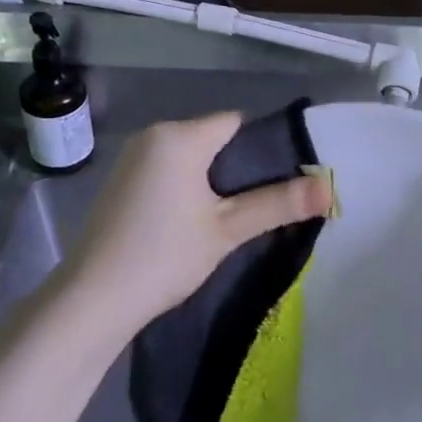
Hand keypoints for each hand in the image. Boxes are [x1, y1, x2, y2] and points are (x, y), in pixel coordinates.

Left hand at [58, 112, 331, 339]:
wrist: (93, 298)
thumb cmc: (164, 256)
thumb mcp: (227, 230)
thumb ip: (277, 204)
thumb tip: (329, 189)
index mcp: (179, 136)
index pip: (235, 123)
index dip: (261, 149)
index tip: (278, 183)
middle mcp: (153, 135)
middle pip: (212, 138)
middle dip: (237, 168)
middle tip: (258, 207)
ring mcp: (131, 157)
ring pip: (189, 156)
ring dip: (211, 180)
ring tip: (228, 218)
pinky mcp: (120, 181)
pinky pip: (166, 170)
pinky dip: (185, 187)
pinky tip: (189, 222)